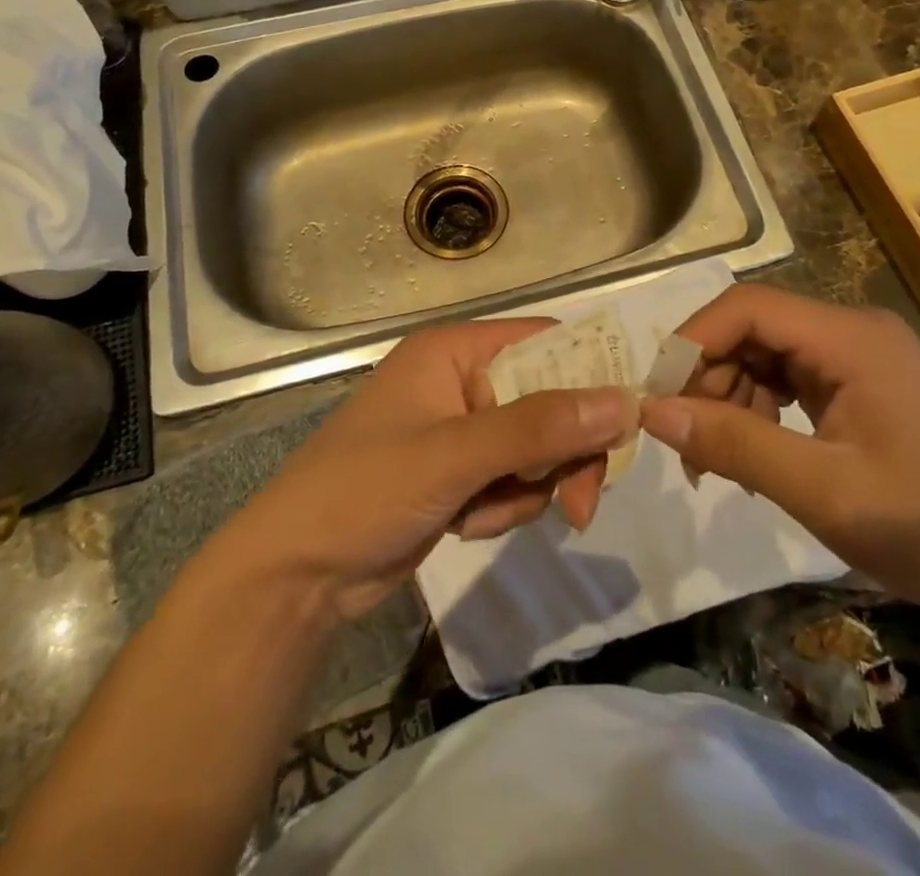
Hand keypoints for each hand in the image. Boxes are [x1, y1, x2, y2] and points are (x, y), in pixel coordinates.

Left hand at [220, 319, 637, 621]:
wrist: (295, 576)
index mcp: (455, 350)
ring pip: (537, 449)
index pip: (546, 343)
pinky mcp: (460, 474)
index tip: (625, 425)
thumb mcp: (454, 456)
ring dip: (523, 490)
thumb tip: (623, 401)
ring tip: (477, 514)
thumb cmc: (364, 491)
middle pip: (549, 401)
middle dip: (559, 455)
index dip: (590, 376)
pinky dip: (501, 509)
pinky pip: (513, 481)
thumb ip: (538, 427)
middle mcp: (462, 380)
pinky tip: (462, 525)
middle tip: (576, 505)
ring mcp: (462, 430)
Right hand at [638, 284, 919, 615]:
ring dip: (731, 398)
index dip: (694, 341)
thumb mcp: (822, 490)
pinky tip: (757, 456)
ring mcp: (860, 357)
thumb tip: (652, 411)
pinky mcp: (861, 384)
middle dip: (710, 377)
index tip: (660, 397)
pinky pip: (789, 377)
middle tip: (689, 442)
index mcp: (852, 338)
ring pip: (766, 353)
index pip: (748, 307)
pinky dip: (760, 410)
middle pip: (754, 327)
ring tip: (721, 462)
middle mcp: (854, 331)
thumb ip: (735, 444)